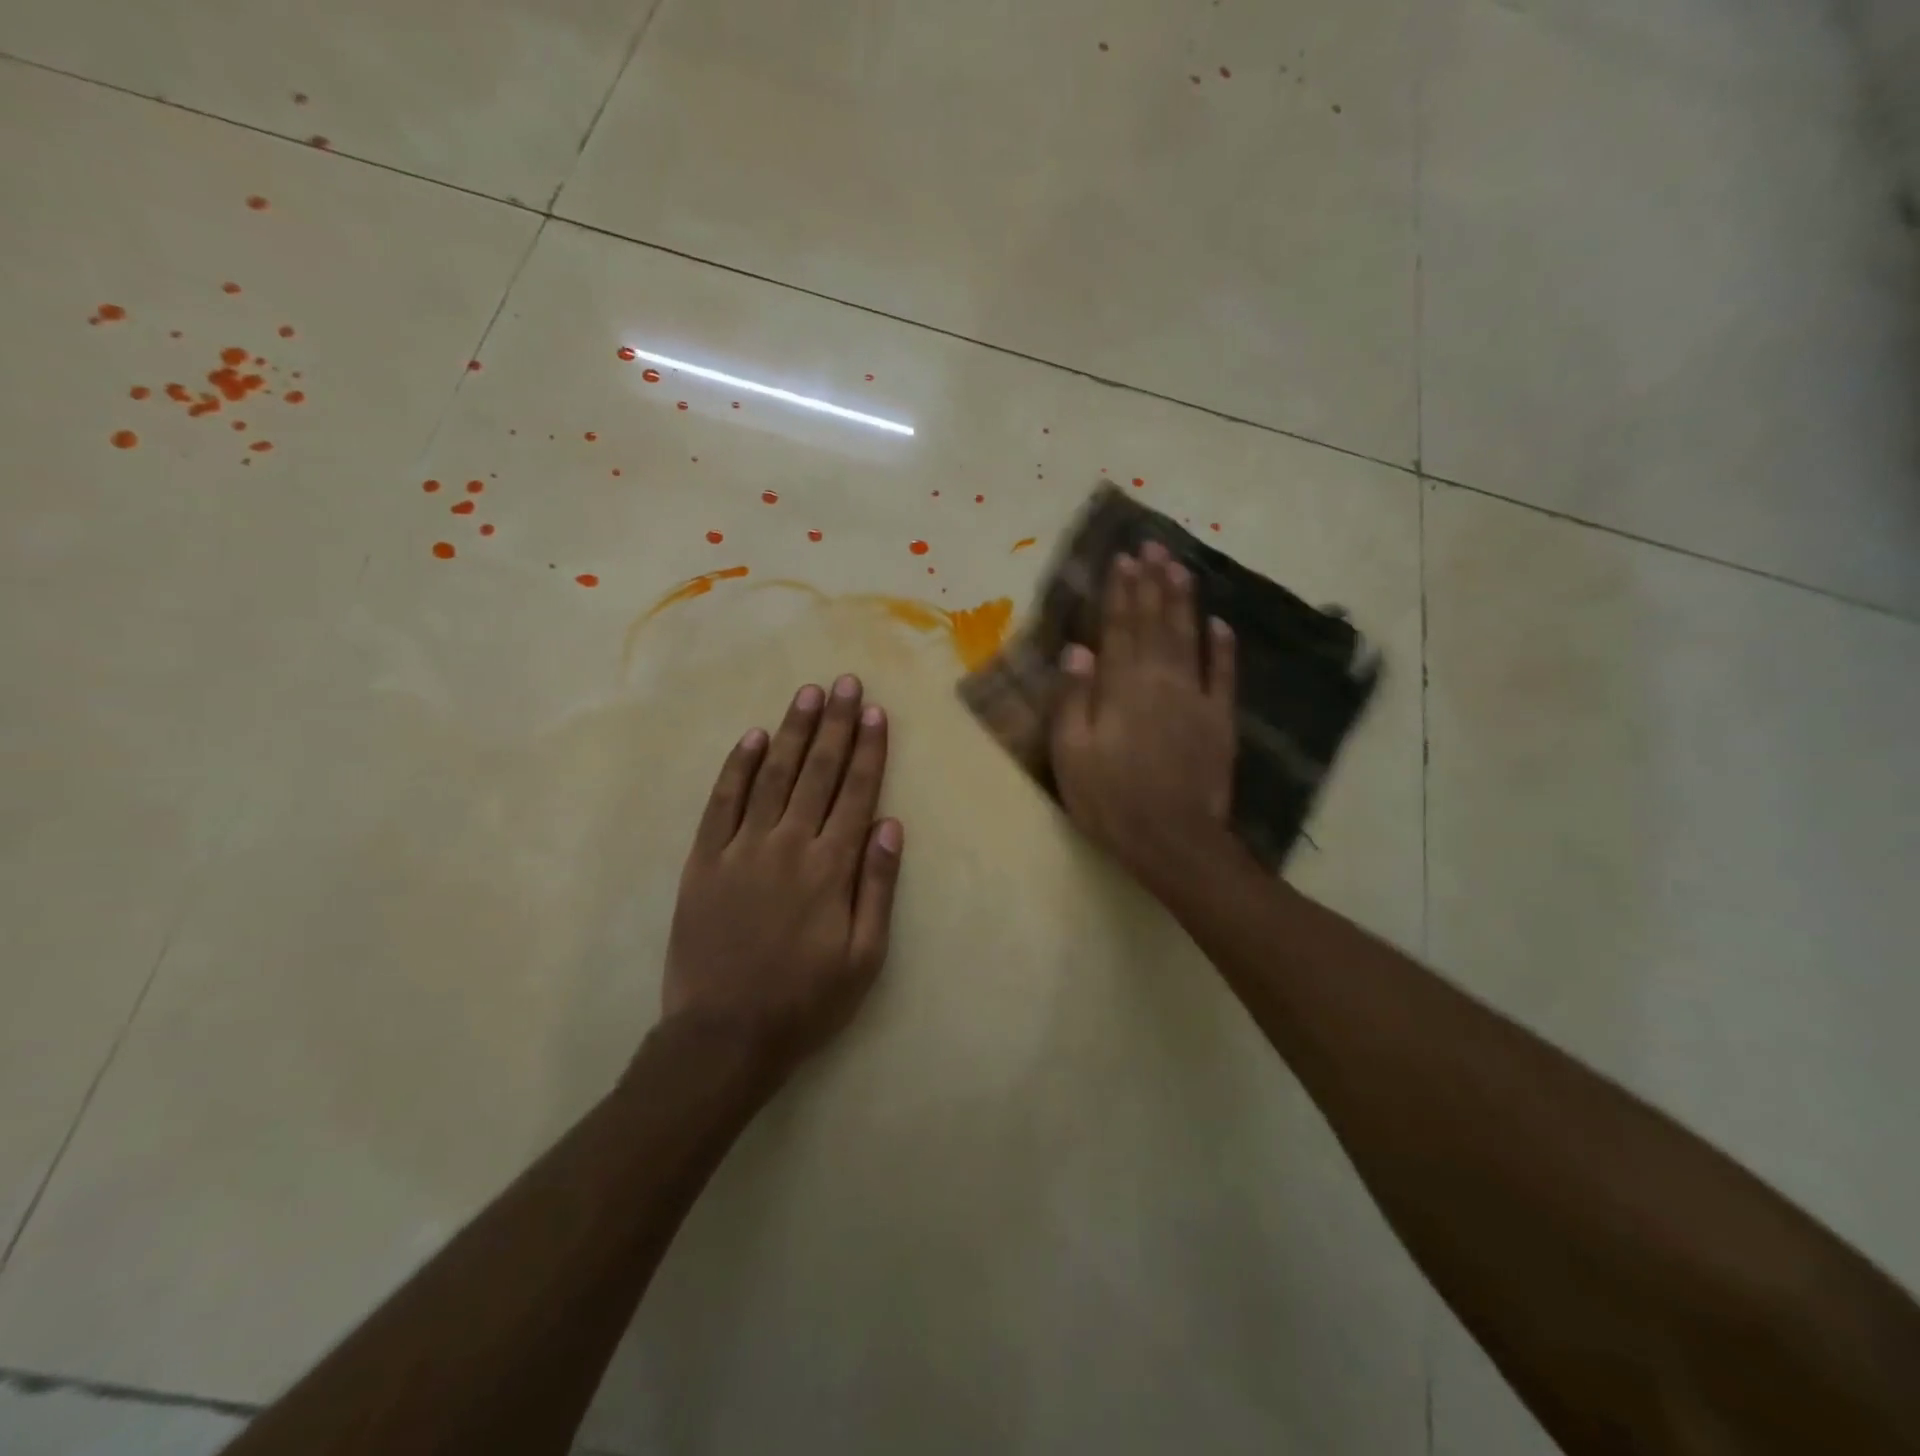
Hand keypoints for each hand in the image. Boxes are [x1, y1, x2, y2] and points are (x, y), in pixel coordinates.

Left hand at [662, 675, 904, 1079]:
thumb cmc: (806, 1001)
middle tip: (844, 683)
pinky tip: (752, 738)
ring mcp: (741, 849)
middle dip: (834, 724)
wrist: (724, 1035)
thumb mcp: (864, 956)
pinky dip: (737, 767)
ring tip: (807, 694)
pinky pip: (721, 803)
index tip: (874, 712)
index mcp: (830, 868)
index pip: (855, 793)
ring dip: (791, 732)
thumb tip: (891, 825)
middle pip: (817, 772)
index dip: (867, 750)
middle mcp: (787, 845)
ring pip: (772, 776)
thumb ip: (878, 886)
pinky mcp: (703, 861)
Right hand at [1051, 543, 1238, 897]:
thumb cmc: (1109, 800)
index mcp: (1121, 688)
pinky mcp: (1220, 721)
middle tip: (1154, 546)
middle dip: (1153, 582)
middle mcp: (1160, 681)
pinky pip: (1223, 676)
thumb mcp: (1071, 753)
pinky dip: (1223, 648)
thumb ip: (1073, 698)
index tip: (1122, 559)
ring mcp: (1195, 699)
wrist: (1171, 839)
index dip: (1120, 592)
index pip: (1120, 628)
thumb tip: (1078, 649)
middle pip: (1156, 623)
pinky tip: (1221, 624)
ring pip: (1189, 638)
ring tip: (1181, 567)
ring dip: (1184, 601)